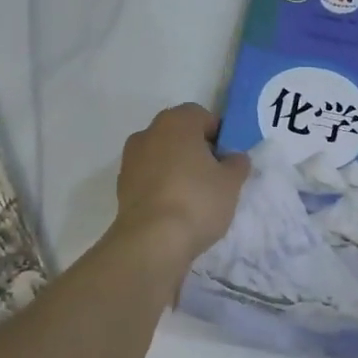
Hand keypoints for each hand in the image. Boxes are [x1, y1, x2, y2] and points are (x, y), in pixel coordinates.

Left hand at [111, 104, 249, 276]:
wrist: (151, 241)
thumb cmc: (197, 200)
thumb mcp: (231, 182)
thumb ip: (236, 163)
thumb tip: (233, 157)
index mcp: (176, 122)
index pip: (201, 116)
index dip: (219, 135)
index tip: (228, 159)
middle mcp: (148, 132)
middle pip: (179, 134)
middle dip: (196, 150)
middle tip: (214, 177)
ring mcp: (130, 159)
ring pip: (162, 156)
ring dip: (177, 168)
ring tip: (194, 197)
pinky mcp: (121, 186)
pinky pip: (149, 178)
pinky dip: (161, 186)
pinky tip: (175, 209)